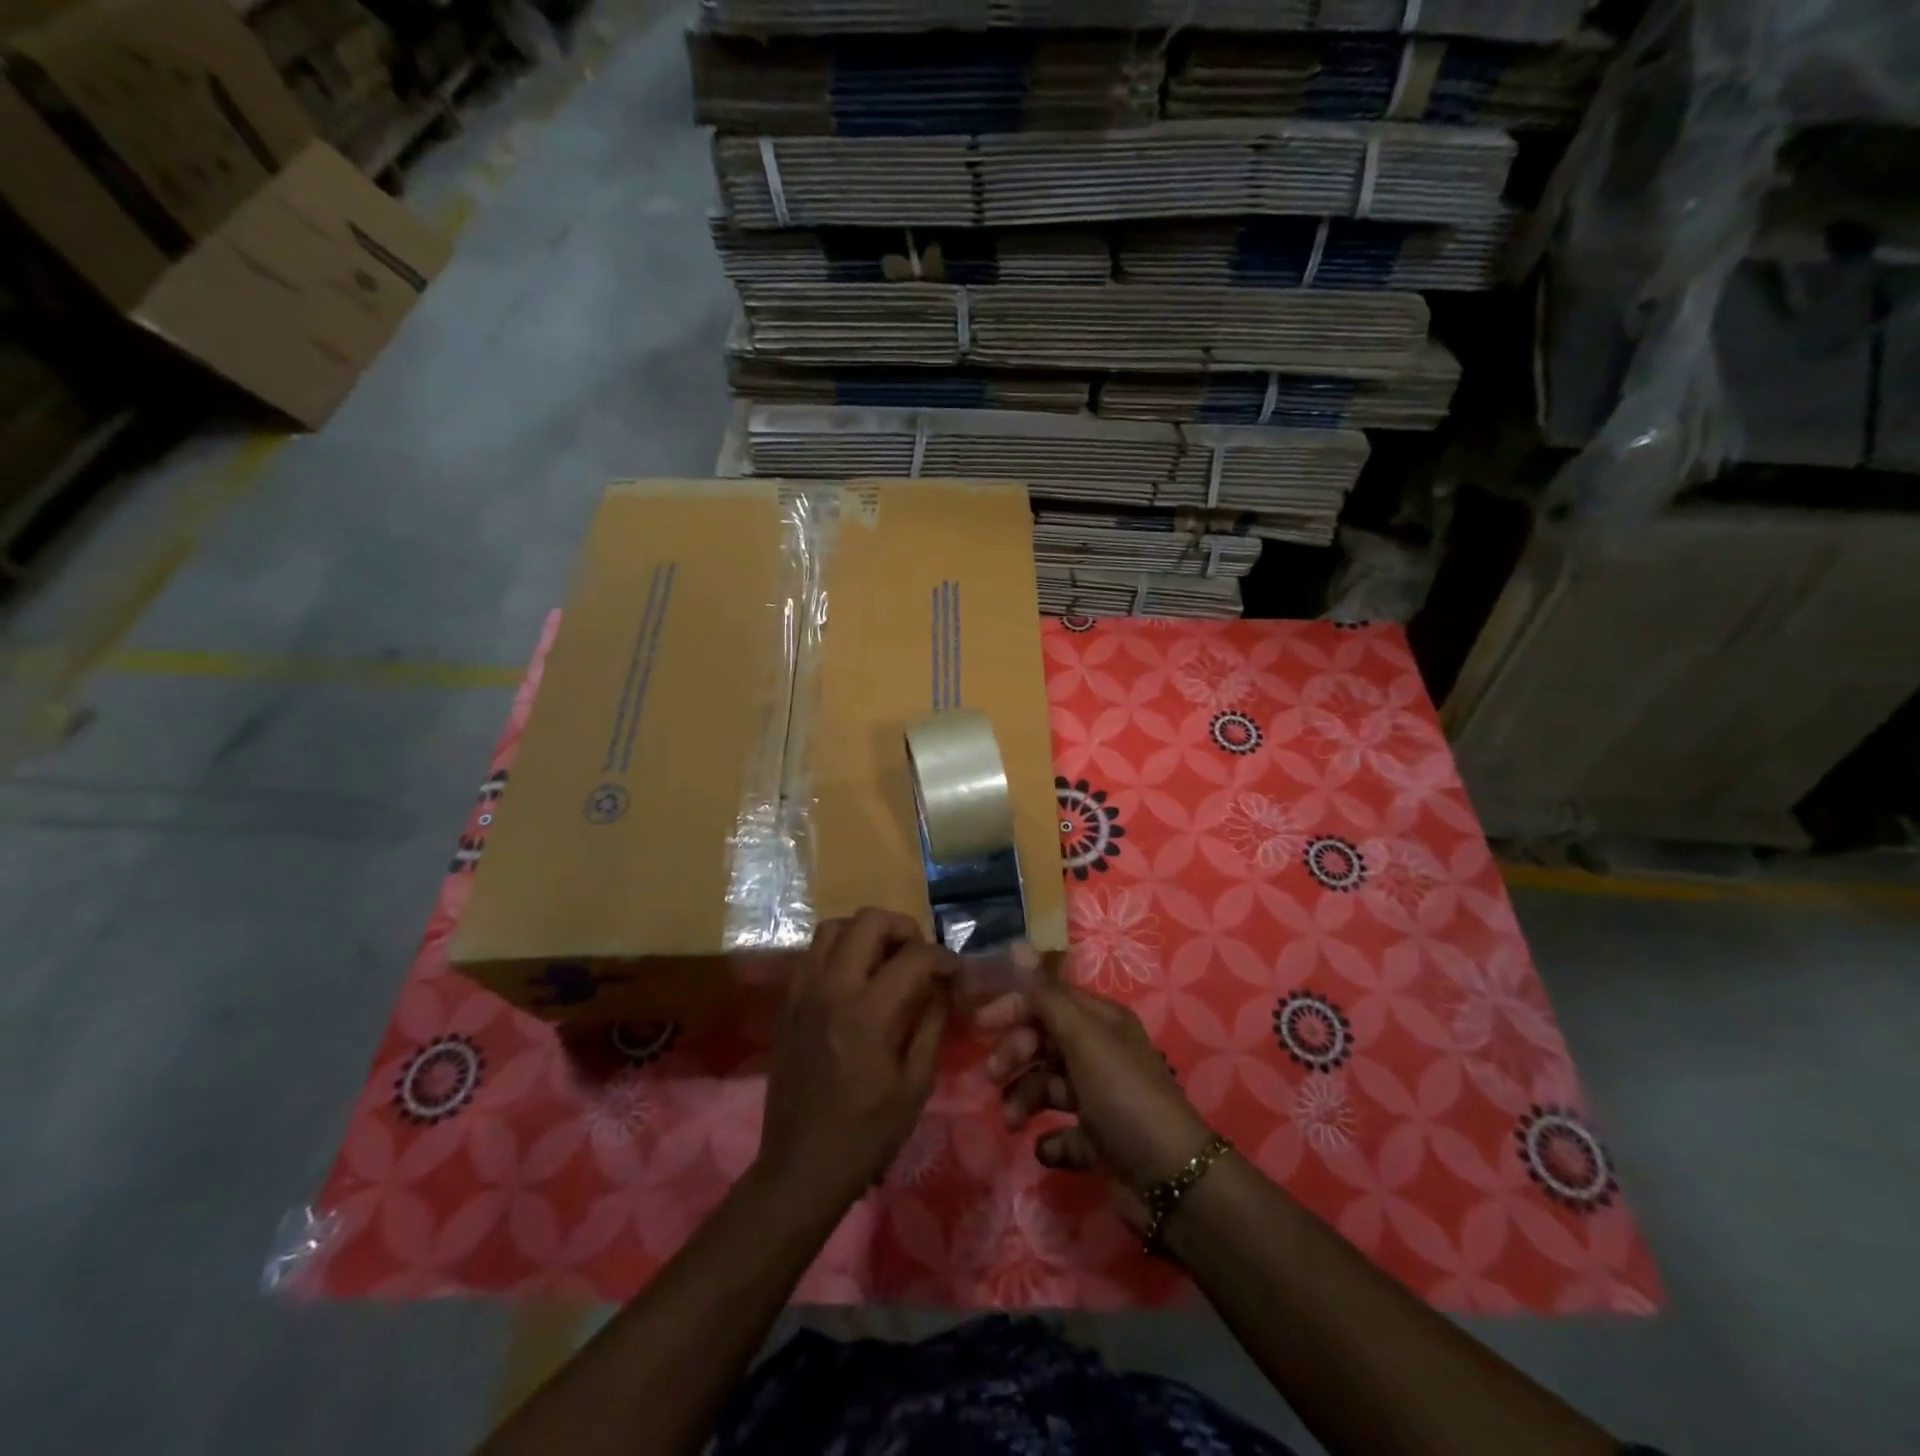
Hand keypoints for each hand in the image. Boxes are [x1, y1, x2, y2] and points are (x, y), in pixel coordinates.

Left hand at [756, 909, 956, 1215]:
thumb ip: (931, 1025)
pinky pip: (812, 953)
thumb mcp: (915, 1085)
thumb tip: (942, 987)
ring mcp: (804, 992)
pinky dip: (838, 950)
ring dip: (865, 932)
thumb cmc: (866, 1134)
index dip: (942, 957)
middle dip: (902, 927)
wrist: (800, 1167)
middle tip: (918, 954)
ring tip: (885, 958)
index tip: (954, 972)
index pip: (913, 956)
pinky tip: (855, 979)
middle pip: (867, 921)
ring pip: (833, 927)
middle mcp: (832, 989)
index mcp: (868, 1013)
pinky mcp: (788, 1003)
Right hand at [980, 947, 1211, 1225]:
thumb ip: (1046, 996)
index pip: (1049, 1000)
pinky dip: (1050, 1141)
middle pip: (1044, 1042)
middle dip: (1015, 1055)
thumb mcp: (1085, 1040)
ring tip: (1012, 1123)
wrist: (1172, 1180)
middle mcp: (1100, 1053)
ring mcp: (1100, 1098)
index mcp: (1101, 1022)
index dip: (1015, 1007)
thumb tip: (1016, 945)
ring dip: (1024, 1099)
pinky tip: (1046, 1149)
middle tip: (994, 1077)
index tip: (980, 1025)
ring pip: (1047, 1086)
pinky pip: (1063, 1133)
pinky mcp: (1100, 1141)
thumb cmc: (1124, 1097)